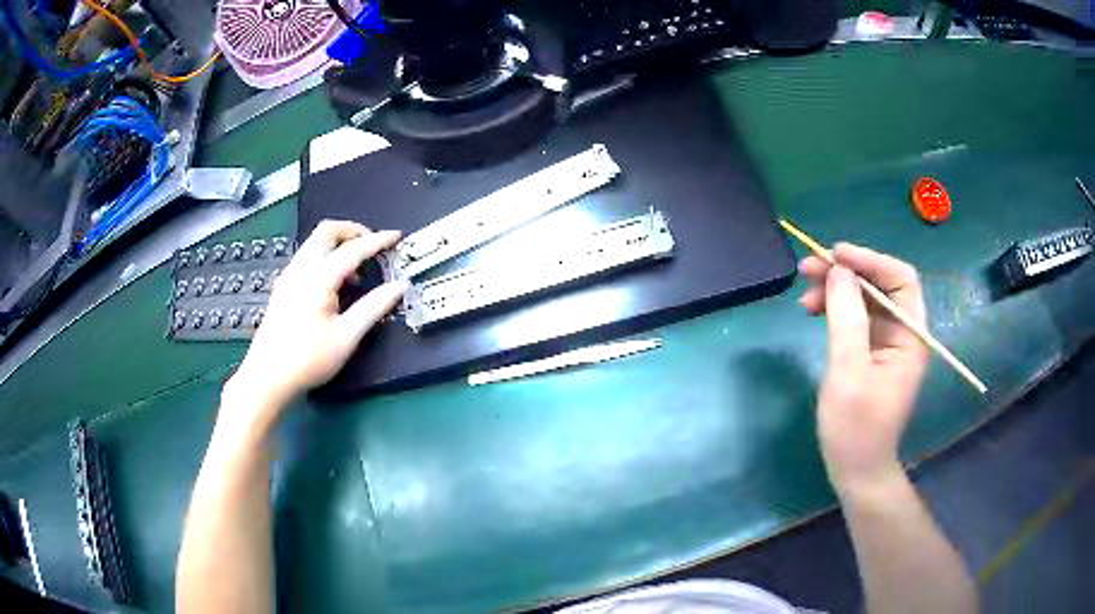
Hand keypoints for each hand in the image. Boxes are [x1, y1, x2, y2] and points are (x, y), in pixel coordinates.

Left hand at [223, 220, 405, 430]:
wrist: (267, 377)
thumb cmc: (308, 360)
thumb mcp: (346, 337)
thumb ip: (373, 308)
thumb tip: (398, 287)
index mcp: (318, 278)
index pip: (353, 248)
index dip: (378, 240)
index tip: (397, 236)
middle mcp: (301, 269)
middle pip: (327, 230)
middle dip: (353, 231)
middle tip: (373, 245)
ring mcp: (288, 276)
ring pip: (315, 242)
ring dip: (339, 244)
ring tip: (358, 269)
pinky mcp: (283, 287)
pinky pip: (307, 257)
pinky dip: (326, 256)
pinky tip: (335, 284)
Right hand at [798, 243, 928, 492]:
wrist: (856, 471)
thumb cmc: (856, 429)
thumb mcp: (849, 373)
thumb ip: (847, 319)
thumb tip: (838, 271)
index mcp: (911, 336)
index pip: (900, 279)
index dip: (870, 260)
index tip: (834, 255)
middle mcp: (903, 332)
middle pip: (880, 284)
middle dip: (846, 272)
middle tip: (808, 269)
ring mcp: (887, 342)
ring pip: (864, 298)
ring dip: (836, 288)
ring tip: (804, 293)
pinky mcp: (871, 352)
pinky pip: (855, 317)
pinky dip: (834, 308)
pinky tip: (813, 310)